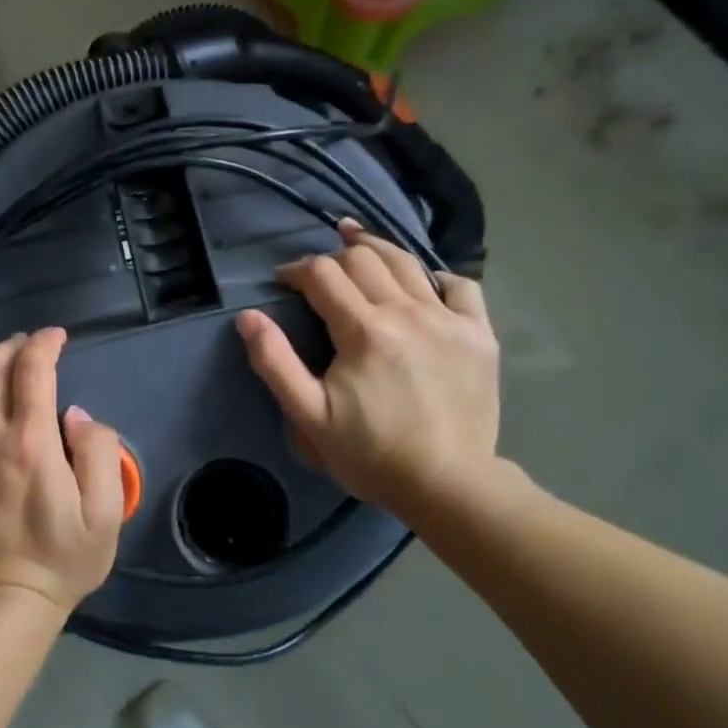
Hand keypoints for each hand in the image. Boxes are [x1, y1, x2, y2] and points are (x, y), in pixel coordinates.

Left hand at [0, 306, 125, 616]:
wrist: (3, 607)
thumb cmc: (62, 560)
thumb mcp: (105, 512)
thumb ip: (100, 453)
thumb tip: (75, 414)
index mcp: (31, 443)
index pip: (34, 369)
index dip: (46, 342)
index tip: (57, 337)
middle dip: (10, 342)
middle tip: (24, 343)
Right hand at [236, 220, 502, 516]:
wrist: (448, 485)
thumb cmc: (371, 453)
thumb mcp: (308, 415)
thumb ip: (274, 362)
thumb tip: (248, 316)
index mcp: (363, 330)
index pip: (322, 275)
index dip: (297, 270)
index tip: (283, 281)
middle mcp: (407, 311)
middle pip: (364, 258)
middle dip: (333, 256)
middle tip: (319, 273)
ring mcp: (448, 319)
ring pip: (408, 262)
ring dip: (377, 249)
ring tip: (358, 242)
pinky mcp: (479, 334)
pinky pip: (461, 286)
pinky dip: (437, 277)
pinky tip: (423, 283)